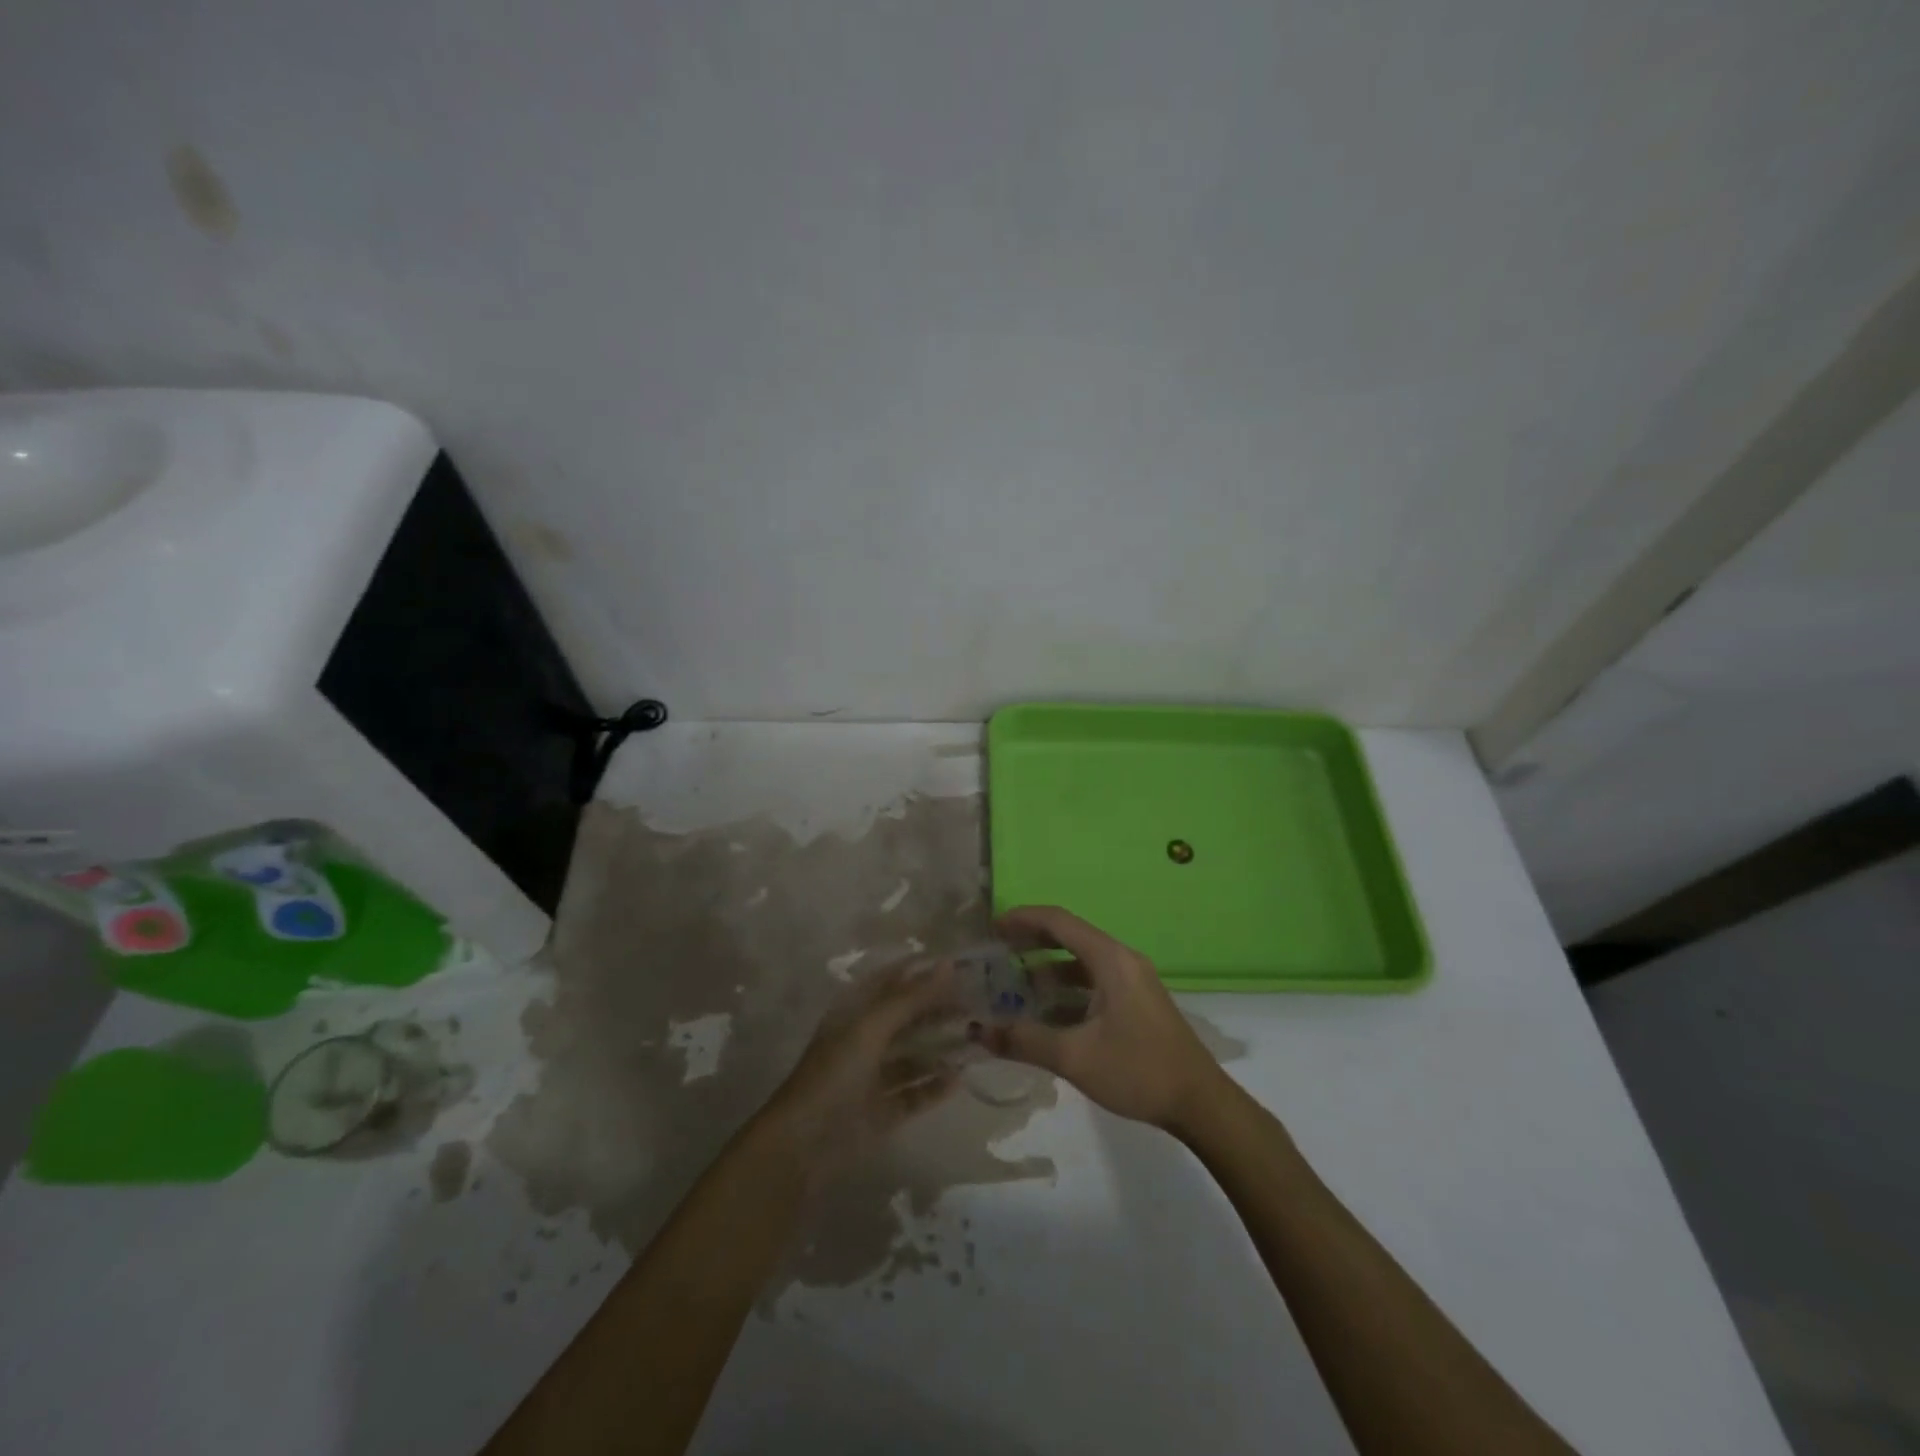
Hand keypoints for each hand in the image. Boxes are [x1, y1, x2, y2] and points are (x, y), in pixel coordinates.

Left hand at [762, 959, 966, 1173]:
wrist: (806, 1143)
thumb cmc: (835, 1072)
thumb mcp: (872, 1027)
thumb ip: (911, 997)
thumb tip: (948, 964)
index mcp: (855, 1013)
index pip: (892, 981)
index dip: (921, 971)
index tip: (959, 965)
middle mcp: (864, 1040)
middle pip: (907, 1018)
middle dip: (938, 1009)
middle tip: (977, 1004)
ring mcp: (873, 1077)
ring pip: (914, 1056)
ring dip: (942, 1048)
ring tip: (976, 1040)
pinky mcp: (883, 1111)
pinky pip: (915, 1093)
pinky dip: (935, 1086)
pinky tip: (960, 1079)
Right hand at [978, 906, 1226, 1131]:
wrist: (1201, 1104)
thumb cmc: (1139, 1071)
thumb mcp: (1076, 1057)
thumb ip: (1025, 1041)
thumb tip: (979, 1031)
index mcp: (1111, 959)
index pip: (1059, 922)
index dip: (1023, 919)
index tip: (991, 928)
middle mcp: (1121, 960)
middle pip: (1069, 937)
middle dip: (1031, 943)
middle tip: (995, 954)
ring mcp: (1131, 981)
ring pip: (1080, 964)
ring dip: (1046, 971)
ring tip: (1011, 987)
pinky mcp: (1135, 1002)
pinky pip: (1092, 983)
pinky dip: (1065, 991)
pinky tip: (1043, 1014)